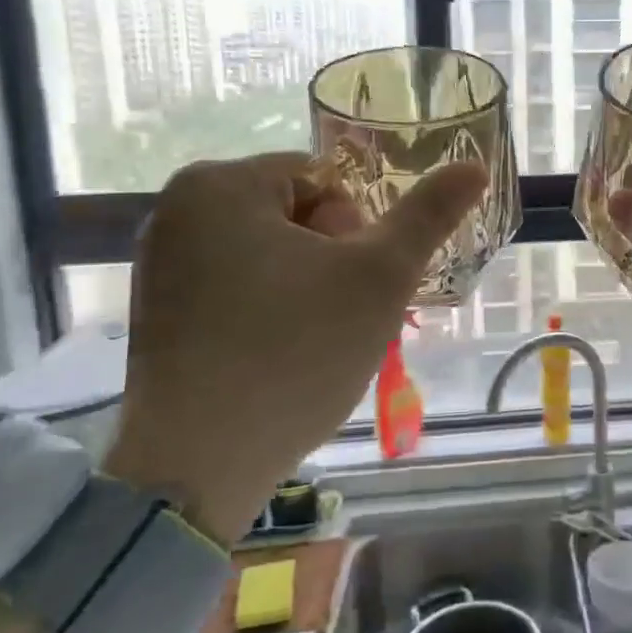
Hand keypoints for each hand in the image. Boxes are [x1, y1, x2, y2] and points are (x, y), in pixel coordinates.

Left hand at [104, 153, 486, 543]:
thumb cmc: (296, 352)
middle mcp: (177, 209)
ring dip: (308, 287)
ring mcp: (160, 262)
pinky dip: (270, 309)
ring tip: (312, 341)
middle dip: (331, 261)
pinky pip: (238, 286)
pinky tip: (278, 355)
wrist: (200, 466)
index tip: (352, 286)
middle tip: (336, 318)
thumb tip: (475, 166)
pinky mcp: (156, 309)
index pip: (327, 181)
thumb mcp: (381, 276)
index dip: (357, 233)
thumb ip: (429, 215)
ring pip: (272, 253)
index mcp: (221, 184)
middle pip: (297, 214)